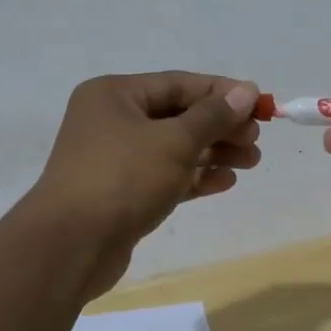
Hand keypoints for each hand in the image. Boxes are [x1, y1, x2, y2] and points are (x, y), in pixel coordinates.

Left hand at [31, 72, 262, 294]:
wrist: (70, 247)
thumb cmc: (122, 179)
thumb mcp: (174, 141)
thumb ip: (213, 116)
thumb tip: (247, 90)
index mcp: (115, 95)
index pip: (179, 83)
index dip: (222, 93)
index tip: (260, 105)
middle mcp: (111, 120)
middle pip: (177, 115)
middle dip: (220, 127)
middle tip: (256, 140)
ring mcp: (114, 159)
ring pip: (173, 147)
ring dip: (213, 153)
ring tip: (251, 162)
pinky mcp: (121, 193)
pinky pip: (164, 176)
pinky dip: (194, 177)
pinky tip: (226, 182)